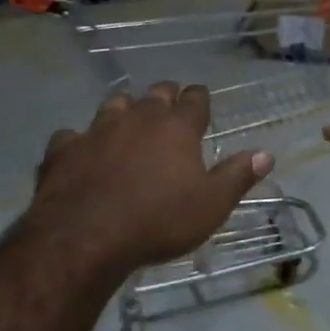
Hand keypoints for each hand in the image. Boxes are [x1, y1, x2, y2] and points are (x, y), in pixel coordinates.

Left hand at [30, 83, 272, 274]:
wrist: (85, 236)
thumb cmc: (158, 221)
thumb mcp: (211, 205)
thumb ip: (237, 176)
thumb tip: (265, 153)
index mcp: (176, 128)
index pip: (195, 100)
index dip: (199, 99)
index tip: (201, 101)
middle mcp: (138, 118)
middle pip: (155, 94)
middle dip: (165, 97)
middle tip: (169, 107)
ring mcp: (97, 129)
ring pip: (114, 105)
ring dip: (124, 109)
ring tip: (127, 120)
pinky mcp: (64, 149)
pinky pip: (73, 135)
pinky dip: (80, 140)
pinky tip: (81, 151)